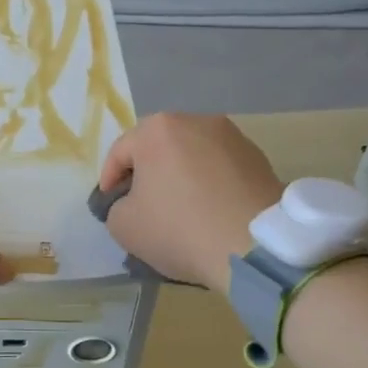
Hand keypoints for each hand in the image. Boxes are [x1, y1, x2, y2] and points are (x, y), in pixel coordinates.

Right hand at [98, 114, 284, 292]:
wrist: (255, 246)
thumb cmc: (179, 228)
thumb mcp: (123, 225)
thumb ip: (116, 206)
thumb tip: (133, 202)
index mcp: (157, 129)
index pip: (119, 152)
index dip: (109, 181)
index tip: (110, 206)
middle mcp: (195, 121)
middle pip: (158, 149)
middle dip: (147, 175)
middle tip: (142, 206)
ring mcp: (232, 137)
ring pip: (191, 157)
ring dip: (180, 178)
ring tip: (179, 210)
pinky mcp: (259, 158)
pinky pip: (219, 169)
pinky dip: (208, 186)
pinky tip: (208, 213)